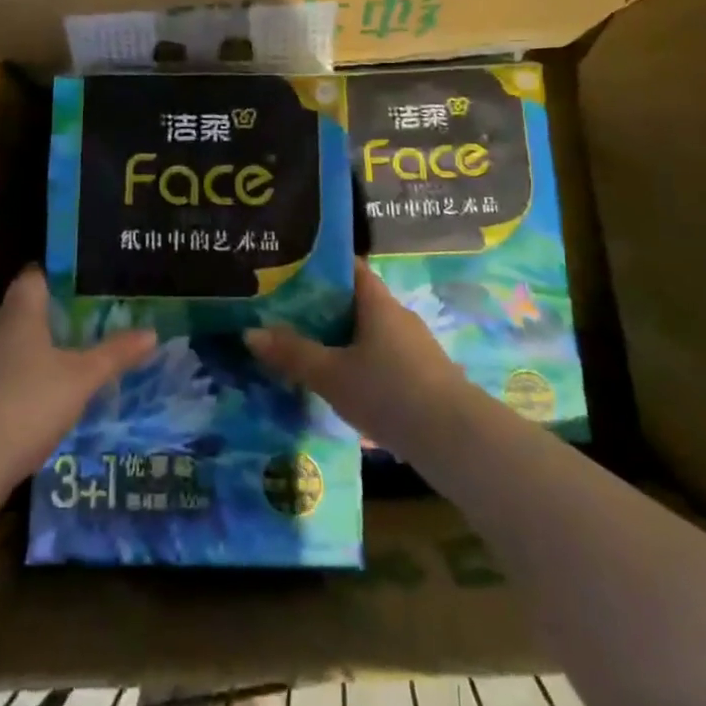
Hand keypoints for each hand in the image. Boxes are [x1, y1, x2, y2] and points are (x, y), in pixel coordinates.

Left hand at [0, 267, 156, 491]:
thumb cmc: (29, 401)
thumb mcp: (82, 378)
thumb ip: (115, 354)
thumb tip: (152, 332)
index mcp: (19, 313)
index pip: (33, 277)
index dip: (55, 276)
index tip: (82, 282)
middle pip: (21, 311)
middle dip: (50, 316)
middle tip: (85, 323)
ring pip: (9, 346)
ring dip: (33, 352)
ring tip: (68, 362)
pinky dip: (19, 382)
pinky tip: (41, 401)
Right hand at [244, 262, 471, 461]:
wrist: (455, 439)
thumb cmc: (389, 392)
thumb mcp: (331, 374)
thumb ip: (292, 353)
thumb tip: (250, 332)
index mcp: (377, 302)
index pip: (349, 268)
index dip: (320, 266)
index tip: (288, 272)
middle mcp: (398, 316)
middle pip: (356, 301)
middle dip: (323, 306)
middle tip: (285, 314)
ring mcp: (414, 347)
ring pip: (369, 332)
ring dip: (341, 338)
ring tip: (307, 349)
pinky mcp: (423, 376)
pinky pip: (382, 357)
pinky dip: (359, 362)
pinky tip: (341, 383)